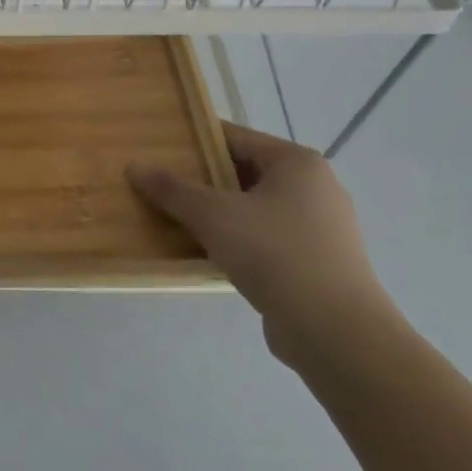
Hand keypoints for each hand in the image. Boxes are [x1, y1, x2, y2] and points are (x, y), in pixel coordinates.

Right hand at [127, 123, 394, 366]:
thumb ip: (172, 189)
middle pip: (244, 173)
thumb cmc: (275, 254)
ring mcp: (321, 228)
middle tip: (160, 185)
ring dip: (217, 214)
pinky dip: (237, 241)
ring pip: (253, 209)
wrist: (336, 333)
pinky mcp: (317, 264)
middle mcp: (315, 188)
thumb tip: (135, 167)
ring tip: (176, 219)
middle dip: (202, 180)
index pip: (235, 137)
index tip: (158, 148)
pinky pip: (265, 239)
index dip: (194, 141)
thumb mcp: (212, 215)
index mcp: (297, 163)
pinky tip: (206, 253)